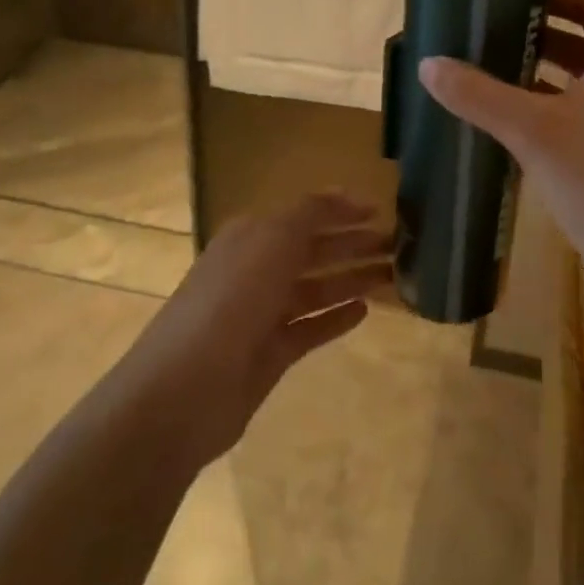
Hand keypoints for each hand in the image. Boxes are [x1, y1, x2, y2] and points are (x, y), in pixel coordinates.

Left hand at [119, 192, 390, 464]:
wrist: (184, 390)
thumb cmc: (231, 302)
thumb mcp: (271, 241)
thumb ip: (309, 214)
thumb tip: (341, 194)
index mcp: (250, 237)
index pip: (303, 215)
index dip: (340, 210)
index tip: (381, 210)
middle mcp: (255, 270)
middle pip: (312, 250)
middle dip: (353, 244)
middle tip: (399, 245)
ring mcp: (261, 314)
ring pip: (315, 288)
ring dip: (352, 278)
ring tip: (393, 275)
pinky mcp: (270, 353)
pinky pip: (310, 327)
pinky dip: (335, 317)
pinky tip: (364, 311)